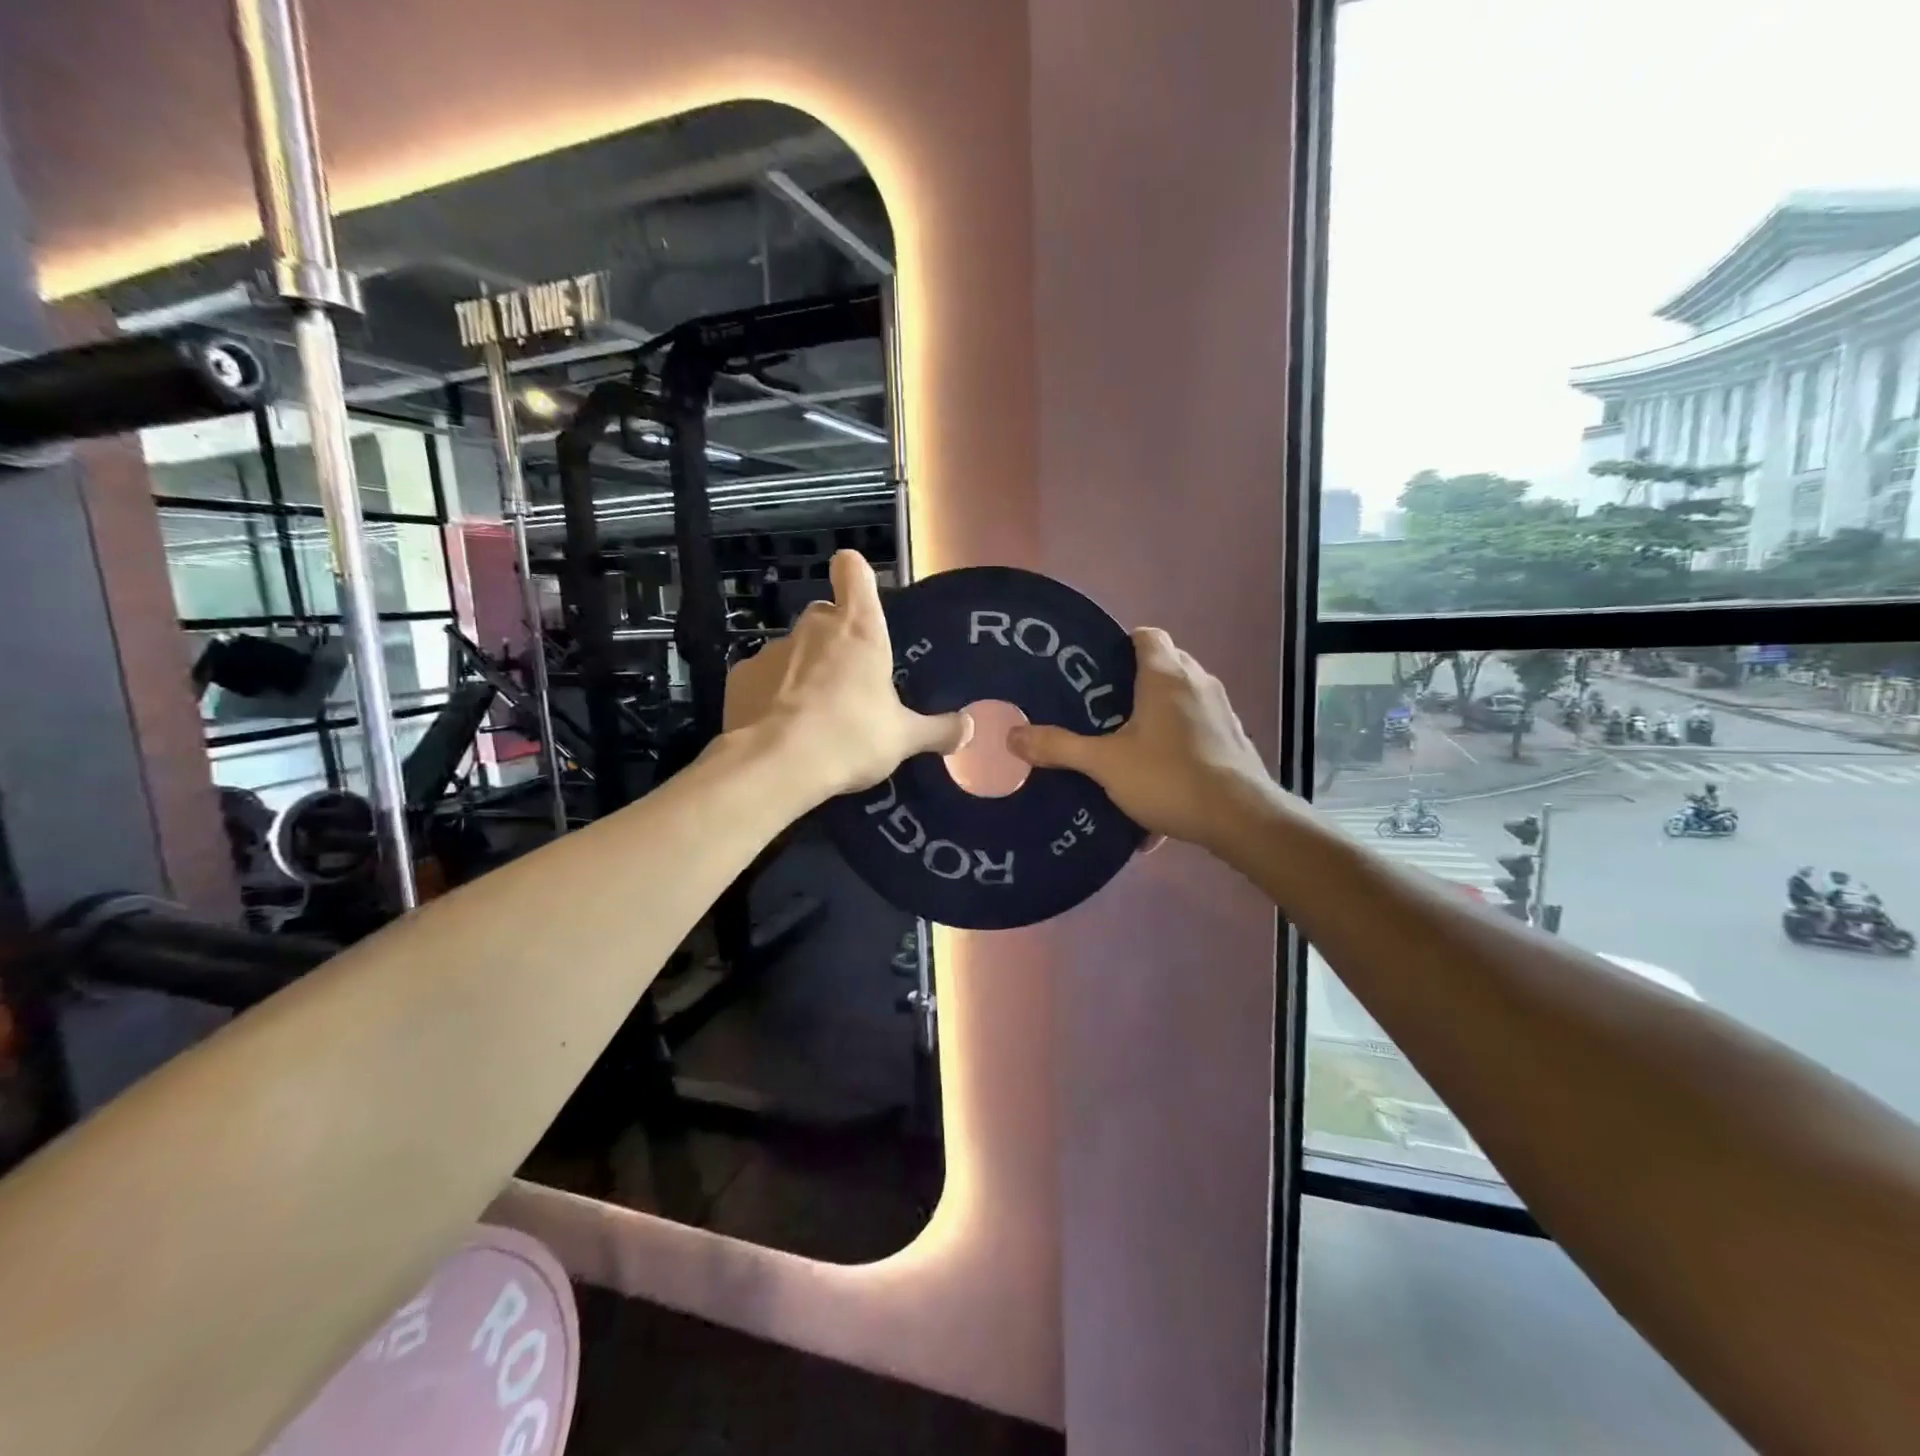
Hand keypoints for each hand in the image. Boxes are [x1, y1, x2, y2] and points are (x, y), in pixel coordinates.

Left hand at [723, 551, 971, 803]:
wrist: (776, 765)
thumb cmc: (851, 738)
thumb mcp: (903, 739)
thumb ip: (938, 730)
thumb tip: (969, 728)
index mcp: (859, 629)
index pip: (853, 570)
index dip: (856, 574)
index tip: (861, 596)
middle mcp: (814, 627)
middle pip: (825, 615)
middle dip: (836, 639)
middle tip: (849, 681)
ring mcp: (772, 648)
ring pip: (794, 648)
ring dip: (804, 670)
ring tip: (813, 714)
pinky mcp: (739, 675)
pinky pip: (762, 676)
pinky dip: (771, 694)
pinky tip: (779, 726)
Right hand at [1008, 628, 1271, 851]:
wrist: (1240, 818)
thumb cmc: (1169, 777)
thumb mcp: (1105, 764)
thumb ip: (1059, 747)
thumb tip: (1012, 736)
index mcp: (1166, 675)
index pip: (1146, 635)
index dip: (1120, 645)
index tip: (1095, 670)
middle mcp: (1198, 682)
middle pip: (1164, 664)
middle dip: (1134, 682)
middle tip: (1101, 707)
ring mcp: (1220, 711)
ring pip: (1182, 698)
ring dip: (1158, 713)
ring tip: (1126, 741)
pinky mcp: (1233, 739)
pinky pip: (1197, 729)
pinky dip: (1177, 741)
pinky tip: (1157, 776)